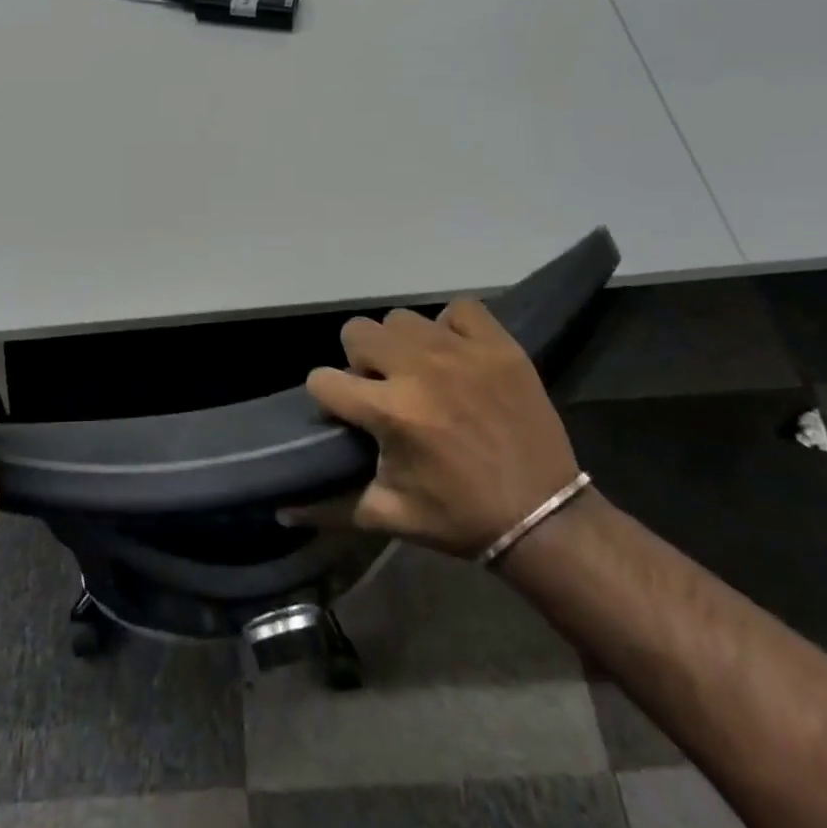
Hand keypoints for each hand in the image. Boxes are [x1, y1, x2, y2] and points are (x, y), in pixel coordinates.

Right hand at [295, 301, 578, 558]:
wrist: (545, 517)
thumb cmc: (459, 517)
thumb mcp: (389, 517)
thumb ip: (328, 507)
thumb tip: (281, 508)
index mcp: (390, 413)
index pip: (322, 379)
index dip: (327, 396)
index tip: (344, 411)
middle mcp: (420, 371)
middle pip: (357, 332)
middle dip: (360, 361)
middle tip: (383, 388)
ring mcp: (462, 352)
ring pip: (402, 318)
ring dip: (401, 344)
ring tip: (420, 372)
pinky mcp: (499, 345)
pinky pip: (460, 309)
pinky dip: (452, 327)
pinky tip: (456, 355)